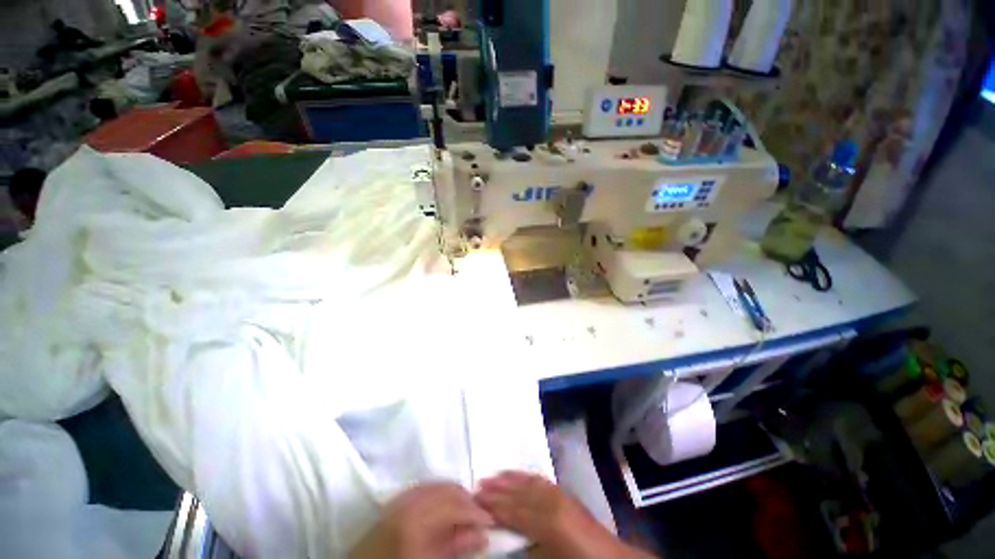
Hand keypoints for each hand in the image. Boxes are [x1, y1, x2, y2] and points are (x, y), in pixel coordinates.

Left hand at [350, 482, 493, 558]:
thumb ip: (456, 547)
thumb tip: (483, 533)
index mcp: (417, 519)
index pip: (456, 505)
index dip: (476, 512)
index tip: (490, 520)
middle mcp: (410, 500)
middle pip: (448, 489)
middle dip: (467, 500)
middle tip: (479, 516)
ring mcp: (402, 496)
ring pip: (438, 485)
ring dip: (455, 494)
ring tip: (464, 512)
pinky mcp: (397, 498)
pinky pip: (426, 487)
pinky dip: (440, 492)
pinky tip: (445, 506)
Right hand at [474, 471, 588, 545]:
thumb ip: (526, 547)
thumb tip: (505, 537)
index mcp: (548, 522)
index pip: (513, 511)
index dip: (493, 506)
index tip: (475, 500)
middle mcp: (552, 501)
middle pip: (518, 493)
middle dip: (497, 489)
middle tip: (477, 486)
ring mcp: (559, 494)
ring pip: (528, 482)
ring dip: (509, 479)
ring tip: (491, 476)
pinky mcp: (565, 492)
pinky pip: (541, 480)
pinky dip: (525, 476)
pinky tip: (517, 475)